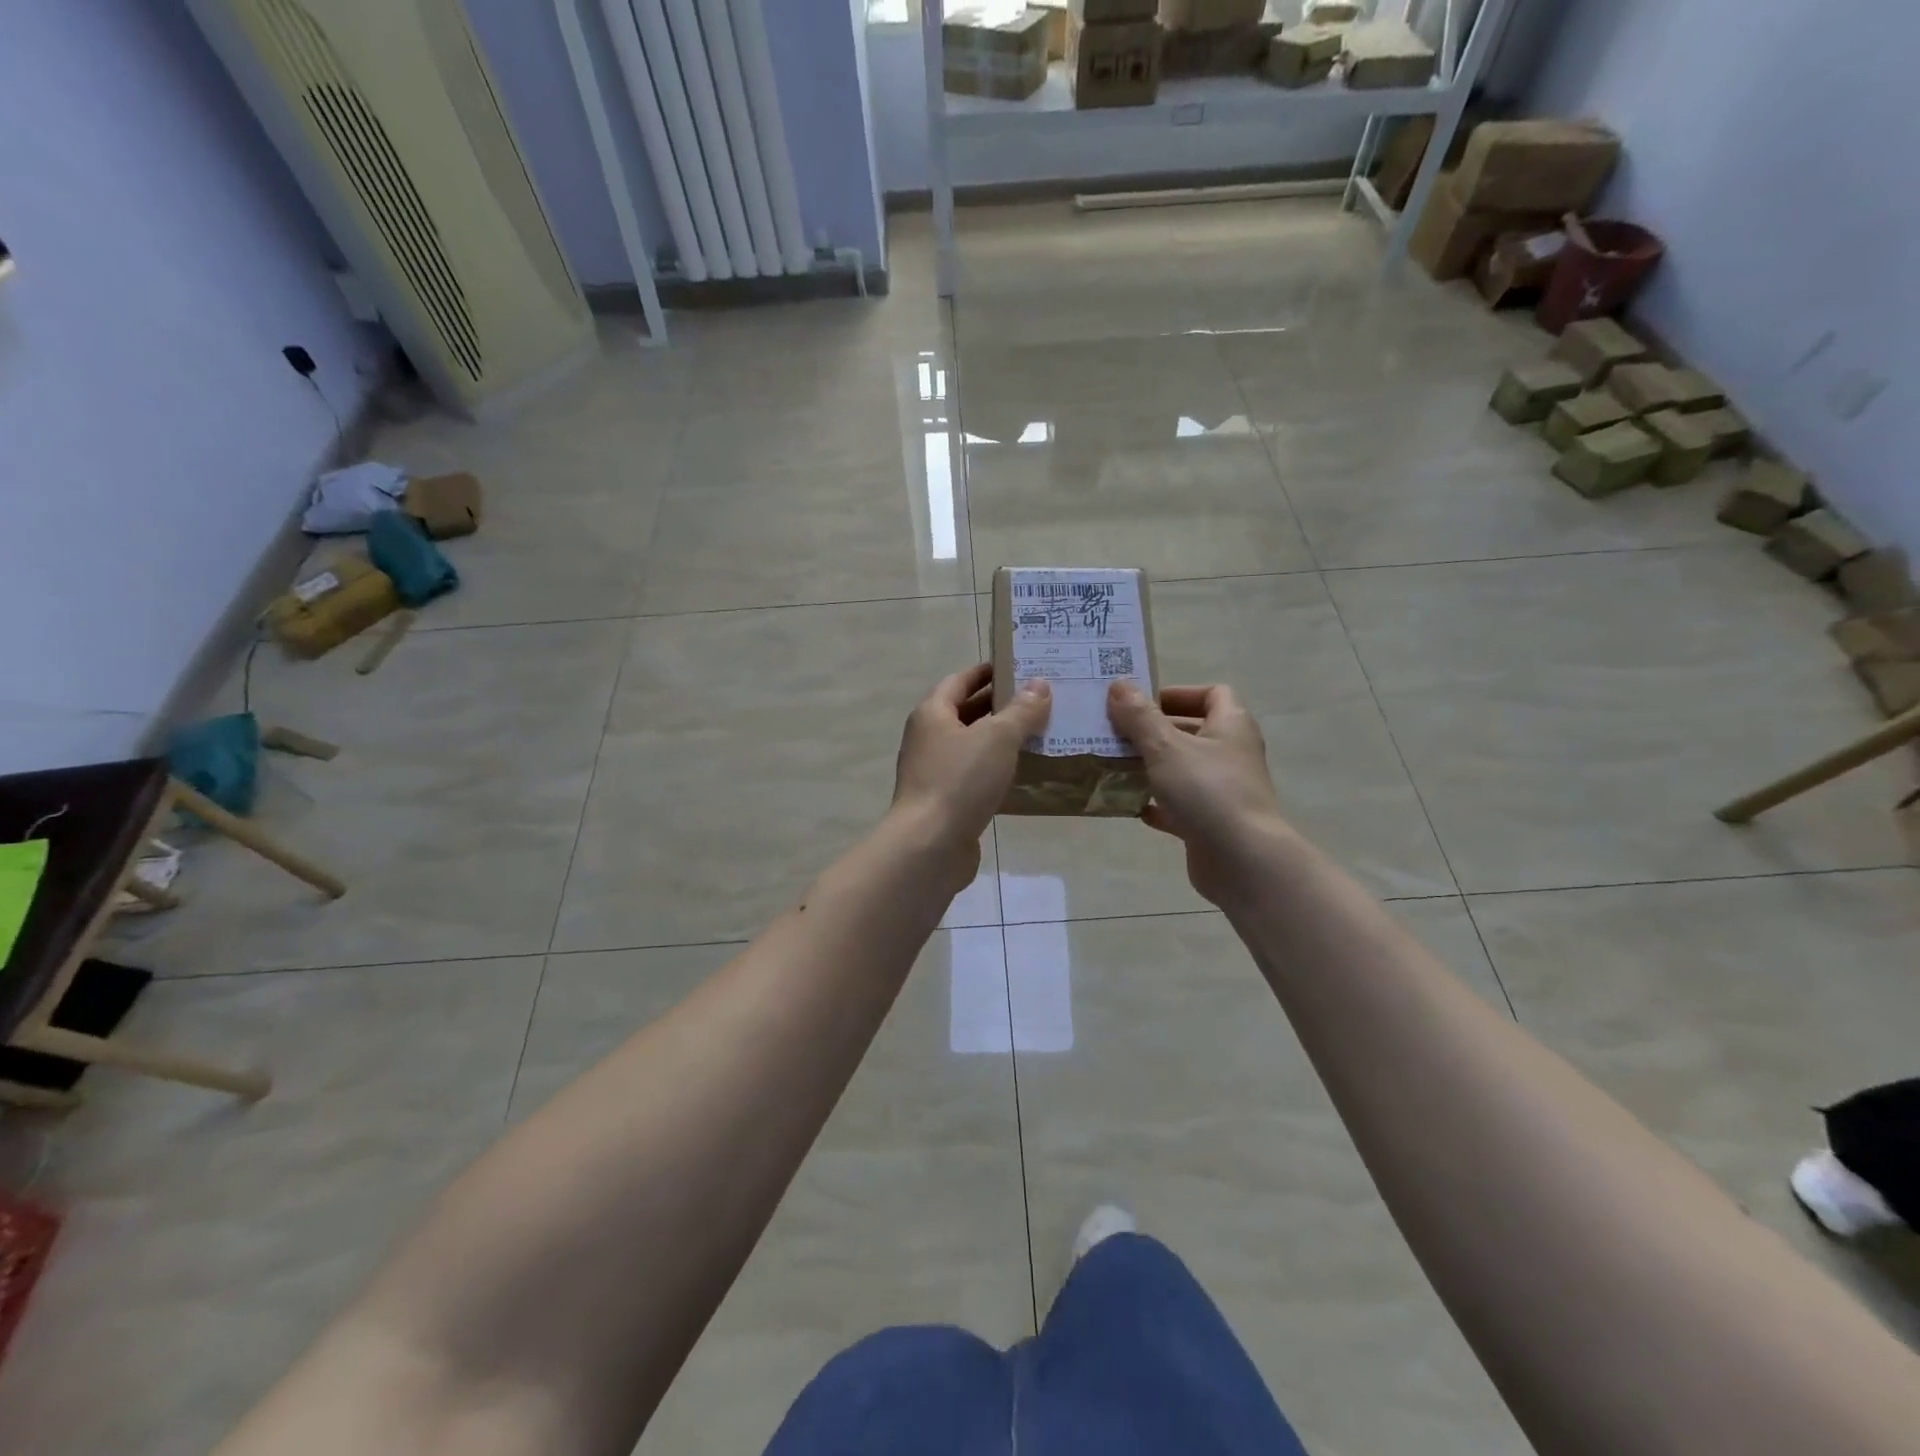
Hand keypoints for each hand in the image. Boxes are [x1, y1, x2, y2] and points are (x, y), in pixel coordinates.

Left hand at [892, 664, 1050, 882]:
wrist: (930, 844)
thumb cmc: (960, 780)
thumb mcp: (998, 738)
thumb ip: (1021, 711)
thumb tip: (1039, 684)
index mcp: (932, 714)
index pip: (959, 681)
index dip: (986, 672)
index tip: (1015, 667)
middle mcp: (928, 738)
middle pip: (964, 713)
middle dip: (998, 706)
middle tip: (1037, 700)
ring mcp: (933, 772)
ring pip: (971, 746)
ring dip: (999, 740)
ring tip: (1037, 734)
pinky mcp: (944, 801)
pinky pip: (973, 776)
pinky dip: (995, 770)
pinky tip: (1022, 774)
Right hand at [1107, 680, 1289, 905]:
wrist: (1242, 860)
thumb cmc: (1207, 791)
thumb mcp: (1165, 747)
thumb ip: (1139, 716)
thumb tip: (1118, 683)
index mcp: (1231, 725)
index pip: (1212, 694)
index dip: (1178, 693)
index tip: (1142, 703)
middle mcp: (1231, 754)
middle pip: (1192, 731)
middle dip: (1154, 730)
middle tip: (1116, 732)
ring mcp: (1223, 790)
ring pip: (1183, 769)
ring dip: (1151, 767)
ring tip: (1115, 765)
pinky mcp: (1212, 823)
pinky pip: (1180, 806)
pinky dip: (1157, 803)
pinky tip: (1131, 806)